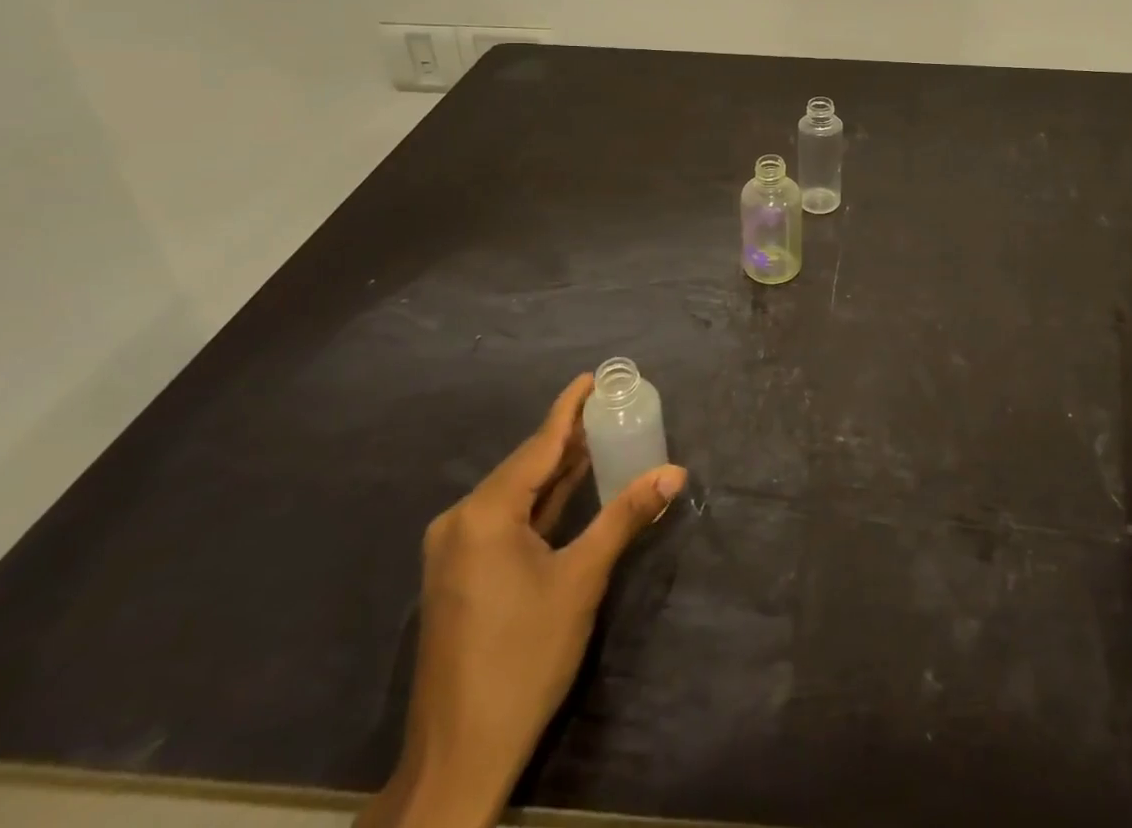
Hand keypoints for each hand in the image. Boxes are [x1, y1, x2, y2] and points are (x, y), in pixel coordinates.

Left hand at [359, 374, 686, 827]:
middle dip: (567, 436)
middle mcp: (462, 520)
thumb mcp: (581, 581)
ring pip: (515, 493)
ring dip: (556, 469)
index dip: (569, 408)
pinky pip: (505, 518)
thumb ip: (625, 517)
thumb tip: (674, 472)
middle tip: (609, 406)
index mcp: (484, 513)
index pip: (539, 445)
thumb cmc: (524, 658)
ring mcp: (456, 549)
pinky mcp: (460, 573)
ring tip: (597, 435)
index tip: (593, 377)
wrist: (459, 755)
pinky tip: (569, 488)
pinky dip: (540, 502)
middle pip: (525, 465)